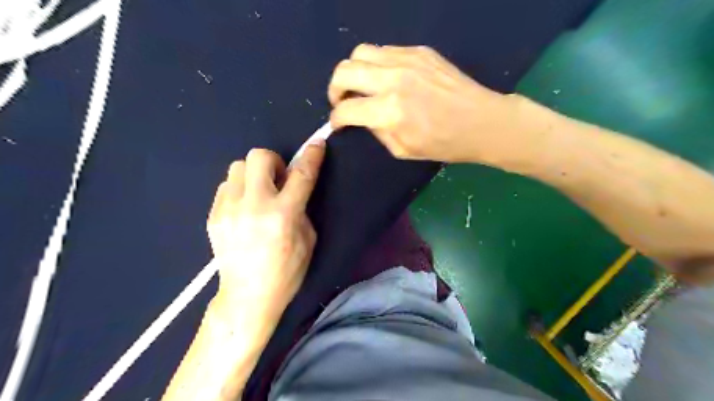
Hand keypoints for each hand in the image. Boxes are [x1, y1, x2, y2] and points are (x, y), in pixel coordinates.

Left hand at [207, 143, 325, 314]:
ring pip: (238, 166)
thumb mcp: (308, 240)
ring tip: (259, 194)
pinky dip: (239, 189)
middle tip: (279, 180)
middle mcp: (254, 206)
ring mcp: (229, 210)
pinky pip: (226, 186)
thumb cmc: (286, 272)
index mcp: (283, 214)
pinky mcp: (213, 216)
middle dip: (274, 162)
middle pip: (259, 156)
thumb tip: (293, 189)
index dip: (312, 156)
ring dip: (254, 174)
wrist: (247, 296)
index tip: (317, 144)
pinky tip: (244, 208)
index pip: (301, 174)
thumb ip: (302, 209)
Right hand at [328, 44, 523, 164]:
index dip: (336, 119)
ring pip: (360, 52)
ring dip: (353, 71)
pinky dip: (376, 65)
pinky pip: (384, 50)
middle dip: (334, 88)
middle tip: (342, 101)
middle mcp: (393, 79)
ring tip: (362, 86)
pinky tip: (386, 79)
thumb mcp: (403, 150)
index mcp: (390, 111)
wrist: (481, 122)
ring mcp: (407, 60)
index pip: (346, 108)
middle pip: (344, 70)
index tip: (338, 123)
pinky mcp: (420, 51)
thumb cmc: (443, 144)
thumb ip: (377, 131)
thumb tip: (362, 117)